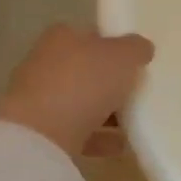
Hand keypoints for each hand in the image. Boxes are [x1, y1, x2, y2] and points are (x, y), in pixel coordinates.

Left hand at [0, 26, 154, 158]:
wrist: (41, 134)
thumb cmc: (84, 82)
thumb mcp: (124, 56)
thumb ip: (136, 48)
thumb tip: (141, 48)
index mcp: (62, 37)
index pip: (91, 36)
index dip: (115, 46)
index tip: (136, 62)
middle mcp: (45, 62)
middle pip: (86, 70)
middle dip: (110, 82)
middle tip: (138, 93)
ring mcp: (38, 98)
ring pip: (80, 102)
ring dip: (105, 112)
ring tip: (134, 124)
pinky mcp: (38, 130)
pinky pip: (76, 131)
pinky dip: (98, 137)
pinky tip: (119, 145)